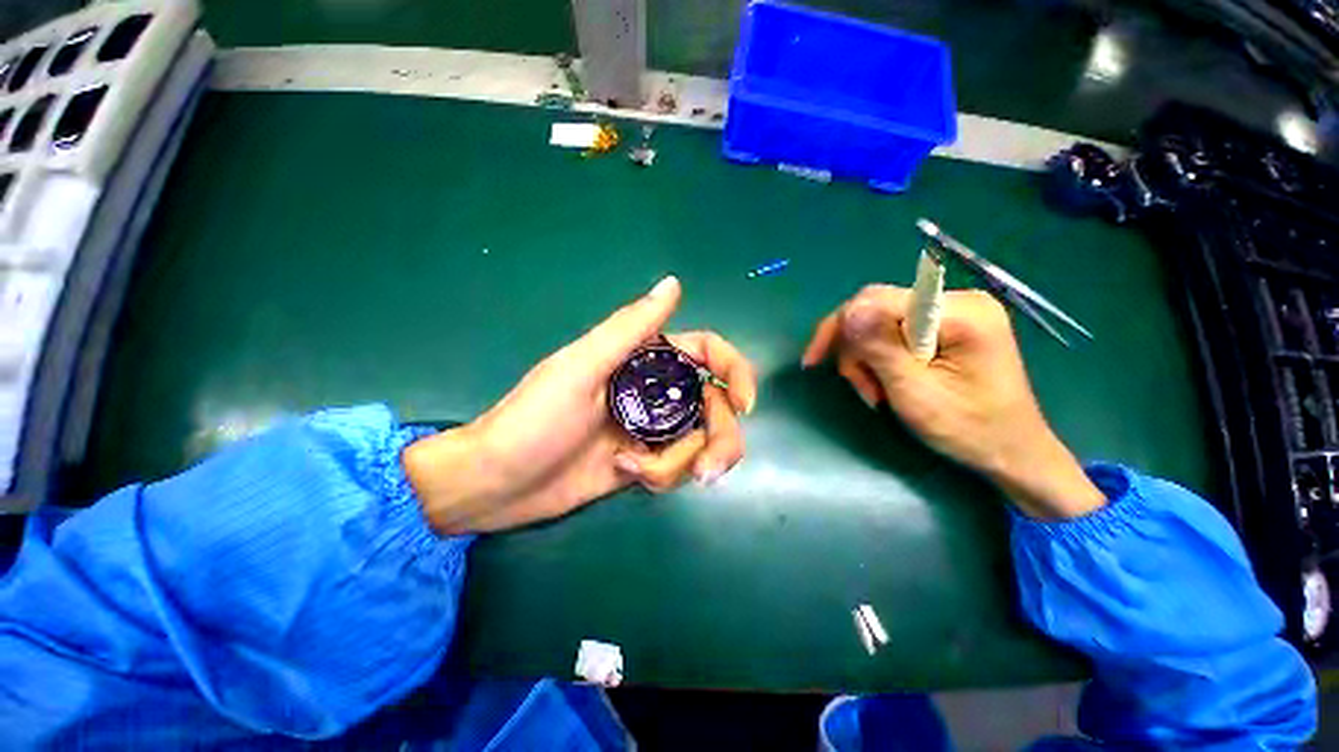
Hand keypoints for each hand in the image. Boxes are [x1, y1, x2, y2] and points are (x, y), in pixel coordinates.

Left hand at [405, 276, 757, 534]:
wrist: (500, 484)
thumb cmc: (534, 419)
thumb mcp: (580, 367)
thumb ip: (629, 328)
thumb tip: (674, 283)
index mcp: (642, 360)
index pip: (706, 353)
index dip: (734, 371)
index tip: (744, 403)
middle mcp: (655, 390)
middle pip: (716, 405)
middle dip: (720, 437)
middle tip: (706, 469)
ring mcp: (653, 428)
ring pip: (702, 441)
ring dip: (685, 463)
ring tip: (643, 472)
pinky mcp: (647, 461)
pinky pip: (680, 467)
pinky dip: (663, 476)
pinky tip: (628, 474)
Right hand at [802, 285, 1103, 518]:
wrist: (1012, 452)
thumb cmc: (967, 429)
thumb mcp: (916, 392)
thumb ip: (881, 348)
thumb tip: (848, 312)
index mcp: (960, 312)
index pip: (877, 300)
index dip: (839, 327)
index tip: (813, 361)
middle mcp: (958, 301)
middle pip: (877, 309)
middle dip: (856, 349)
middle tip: (860, 388)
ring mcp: (954, 313)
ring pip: (880, 321)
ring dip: (866, 357)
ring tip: (876, 392)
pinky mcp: (948, 327)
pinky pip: (895, 331)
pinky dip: (880, 357)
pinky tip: (885, 381)